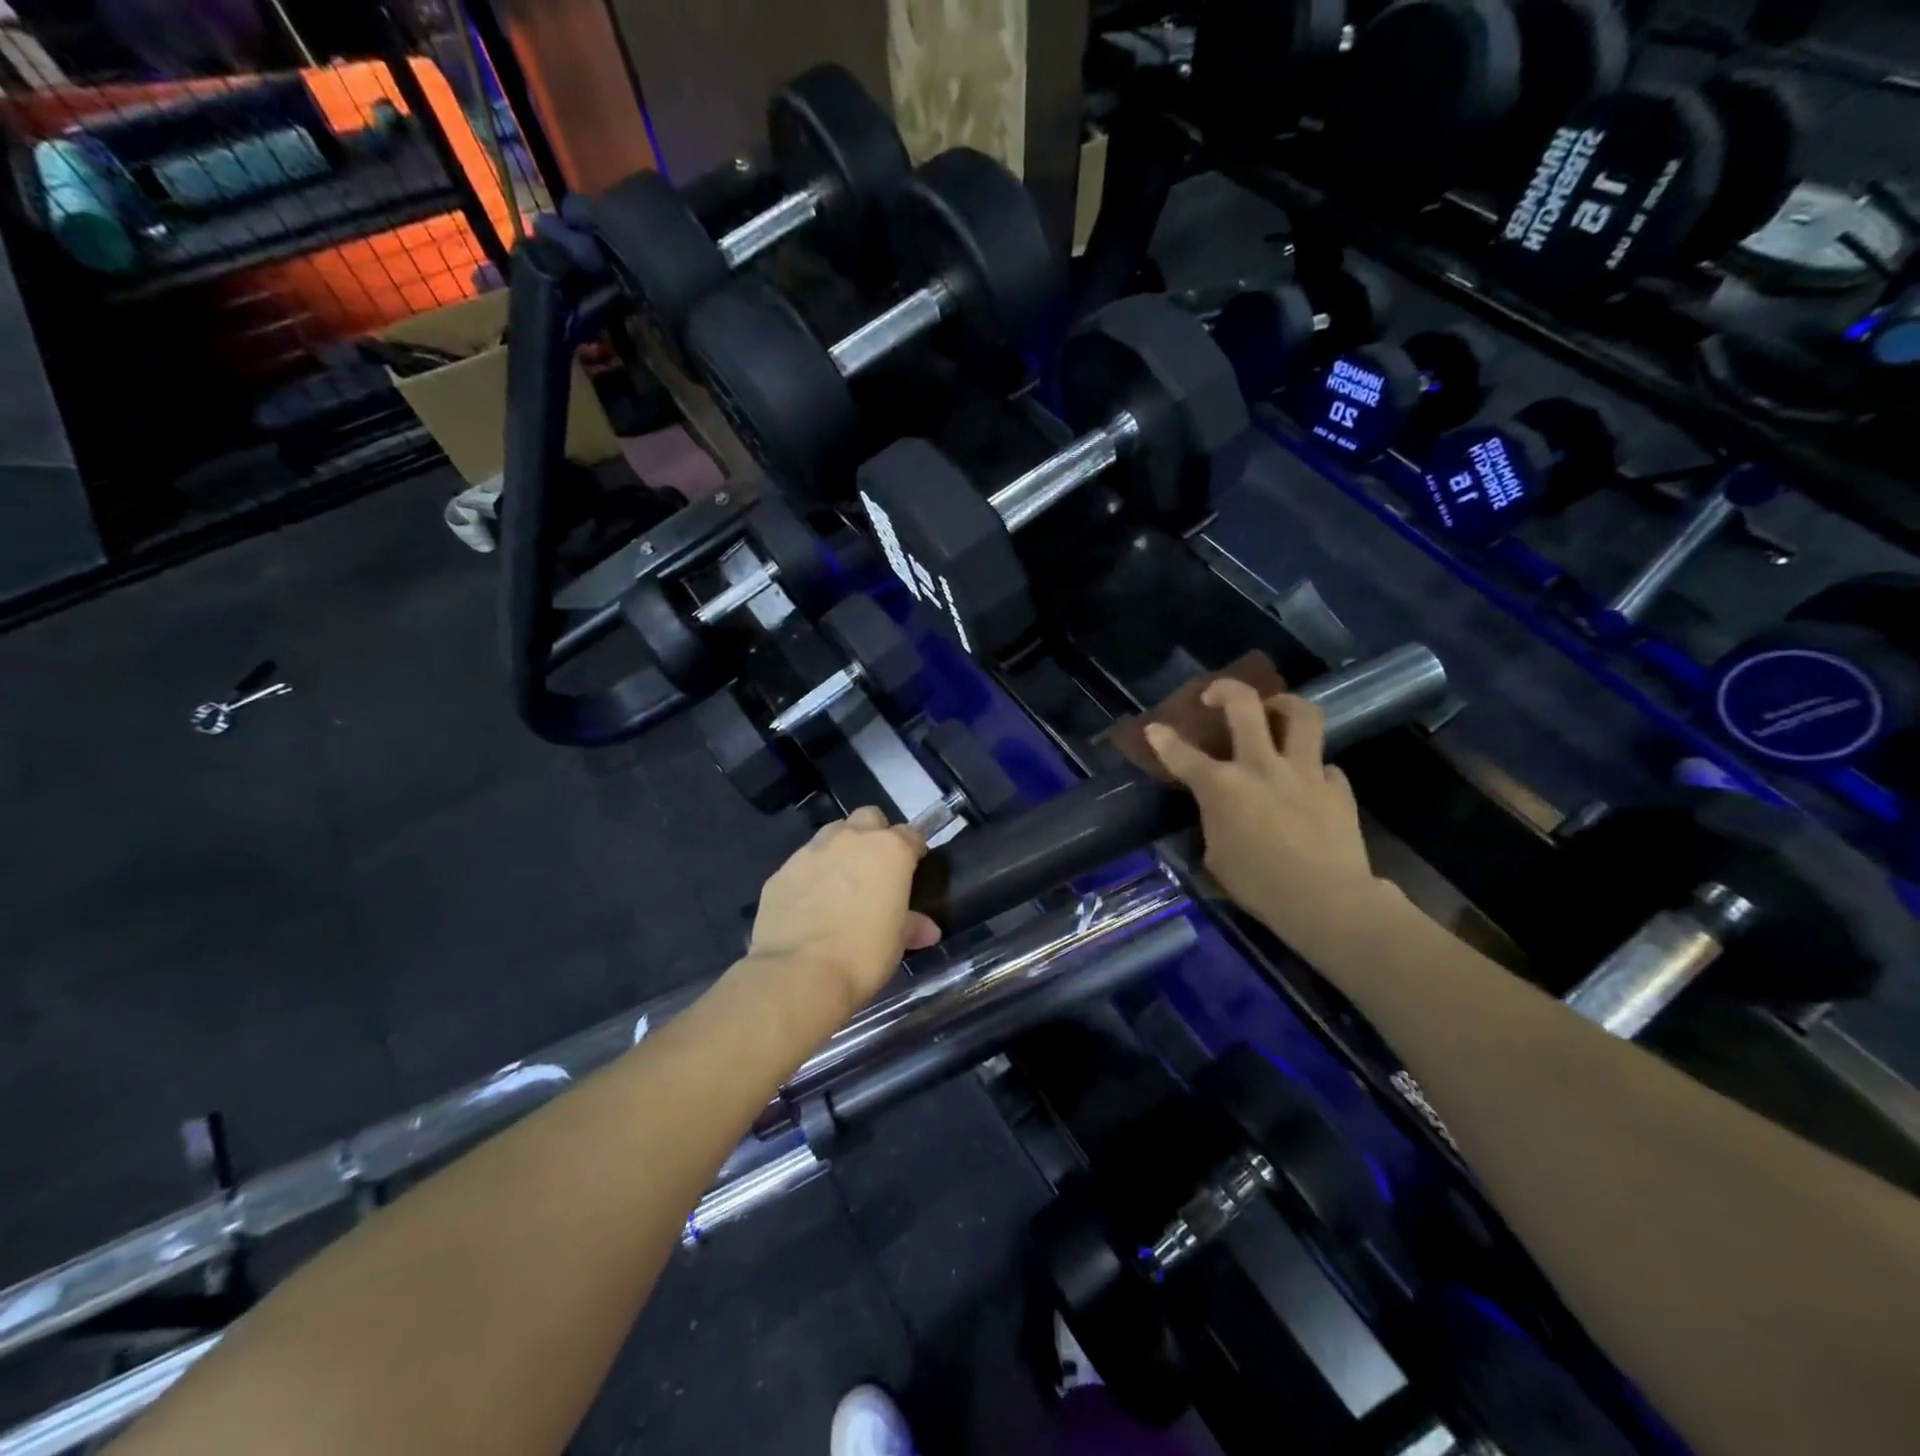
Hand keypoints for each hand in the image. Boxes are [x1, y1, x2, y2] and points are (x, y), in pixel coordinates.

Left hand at [746, 807, 942, 1018]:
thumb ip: (911, 925)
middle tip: (875, 868)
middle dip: (874, 834)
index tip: (913, 868)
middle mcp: (851, 839)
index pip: (911, 835)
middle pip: (868, 818)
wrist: (799, 973)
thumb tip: (927, 929)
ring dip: (840, 850)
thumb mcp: (896, 942)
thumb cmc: (863, 955)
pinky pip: (802, 864)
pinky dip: (810, 875)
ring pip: (832, 834)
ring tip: (840, 883)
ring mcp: (812, 851)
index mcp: (889, 850)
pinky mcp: (781, 871)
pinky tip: (809, 904)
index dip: (913, 851)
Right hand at [1145, 681, 1375, 933]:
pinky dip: (1313, 769)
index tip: (1154, 728)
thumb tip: (1223, 812)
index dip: (1163, 739)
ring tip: (1275, 709)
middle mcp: (1261, 767)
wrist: (1327, 901)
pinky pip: (1325, 766)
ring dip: (1284, 704)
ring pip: (1301, 715)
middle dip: (1226, 690)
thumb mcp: (1218, 857)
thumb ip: (1216, 822)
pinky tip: (1307, 783)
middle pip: (1245, 706)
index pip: (1183, 755)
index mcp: (1222, 787)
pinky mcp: (1338, 787)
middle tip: (1216, 695)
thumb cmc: (1260, 886)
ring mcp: (1305, 772)